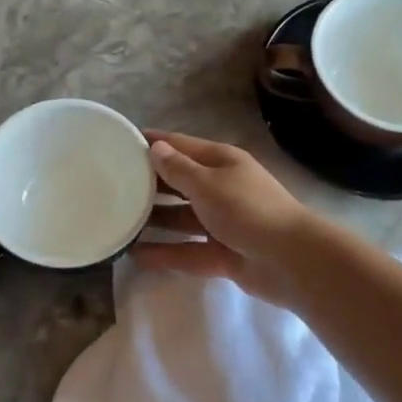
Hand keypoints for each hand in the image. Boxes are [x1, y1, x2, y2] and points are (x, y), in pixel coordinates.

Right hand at [133, 132, 321, 307]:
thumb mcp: (208, 184)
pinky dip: (165, 253)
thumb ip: (178, 170)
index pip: (180, 146)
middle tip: (110, 186)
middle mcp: (221, 188)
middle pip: (178, 183)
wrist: (292, 260)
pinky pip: (187, 250)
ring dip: (153, 221)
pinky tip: (135, 256)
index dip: (153, 143)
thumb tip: (155, 148)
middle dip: (148, 184)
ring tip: (117, 222)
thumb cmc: (248, 210)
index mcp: (221, 162)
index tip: (120, 142)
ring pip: (181, 218)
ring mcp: (222, 223)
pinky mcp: (222, 254)